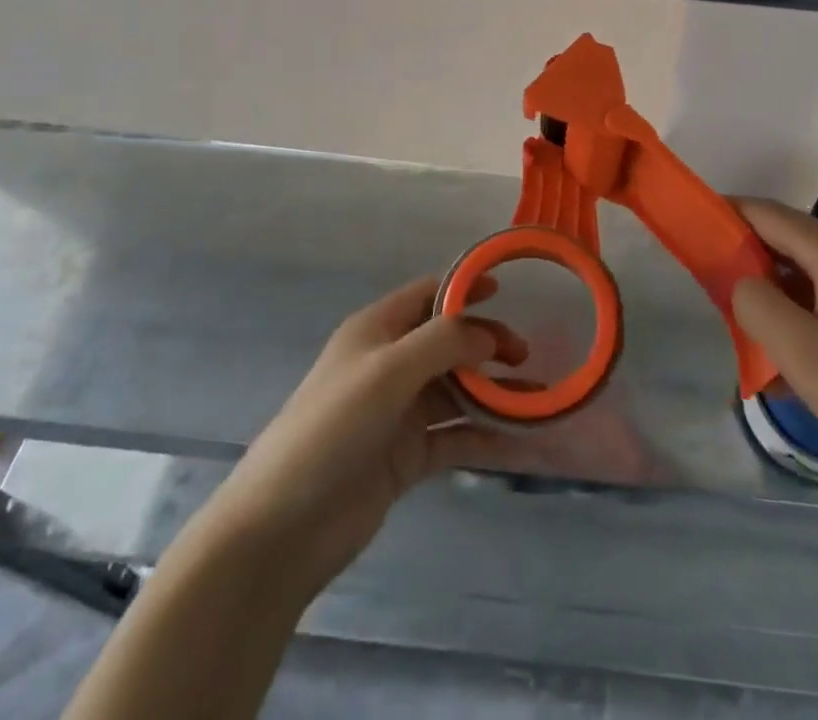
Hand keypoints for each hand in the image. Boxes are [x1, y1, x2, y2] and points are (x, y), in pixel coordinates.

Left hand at [205, 276, 518, 600]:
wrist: (282, 528)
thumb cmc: (332, 429)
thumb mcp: (388, 371)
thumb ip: (443, 343)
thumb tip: (488, 334)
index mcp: (377, 330)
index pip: (429, 294)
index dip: (466, 288)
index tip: (507, 292)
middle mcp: (390, 364)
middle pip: (449, 342)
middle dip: (487, 344)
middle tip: (524, 357)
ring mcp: (399, 412)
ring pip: (457, 391)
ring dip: (493, 392)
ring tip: (535, 399)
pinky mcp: (406, 456)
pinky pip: (454, 437)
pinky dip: (484, 435)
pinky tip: (518, 441)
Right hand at [730, 199, 817, 549]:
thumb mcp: (803, 355)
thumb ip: (755, 304)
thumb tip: (741, 280)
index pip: (764, 212)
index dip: (723, 215)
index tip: (687, 232)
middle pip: (788, 240)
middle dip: (746, 260)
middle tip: (714, 297)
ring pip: (812, 275)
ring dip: (777, 293)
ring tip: (753, 334)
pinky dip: (806, 314)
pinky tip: (803, 358)